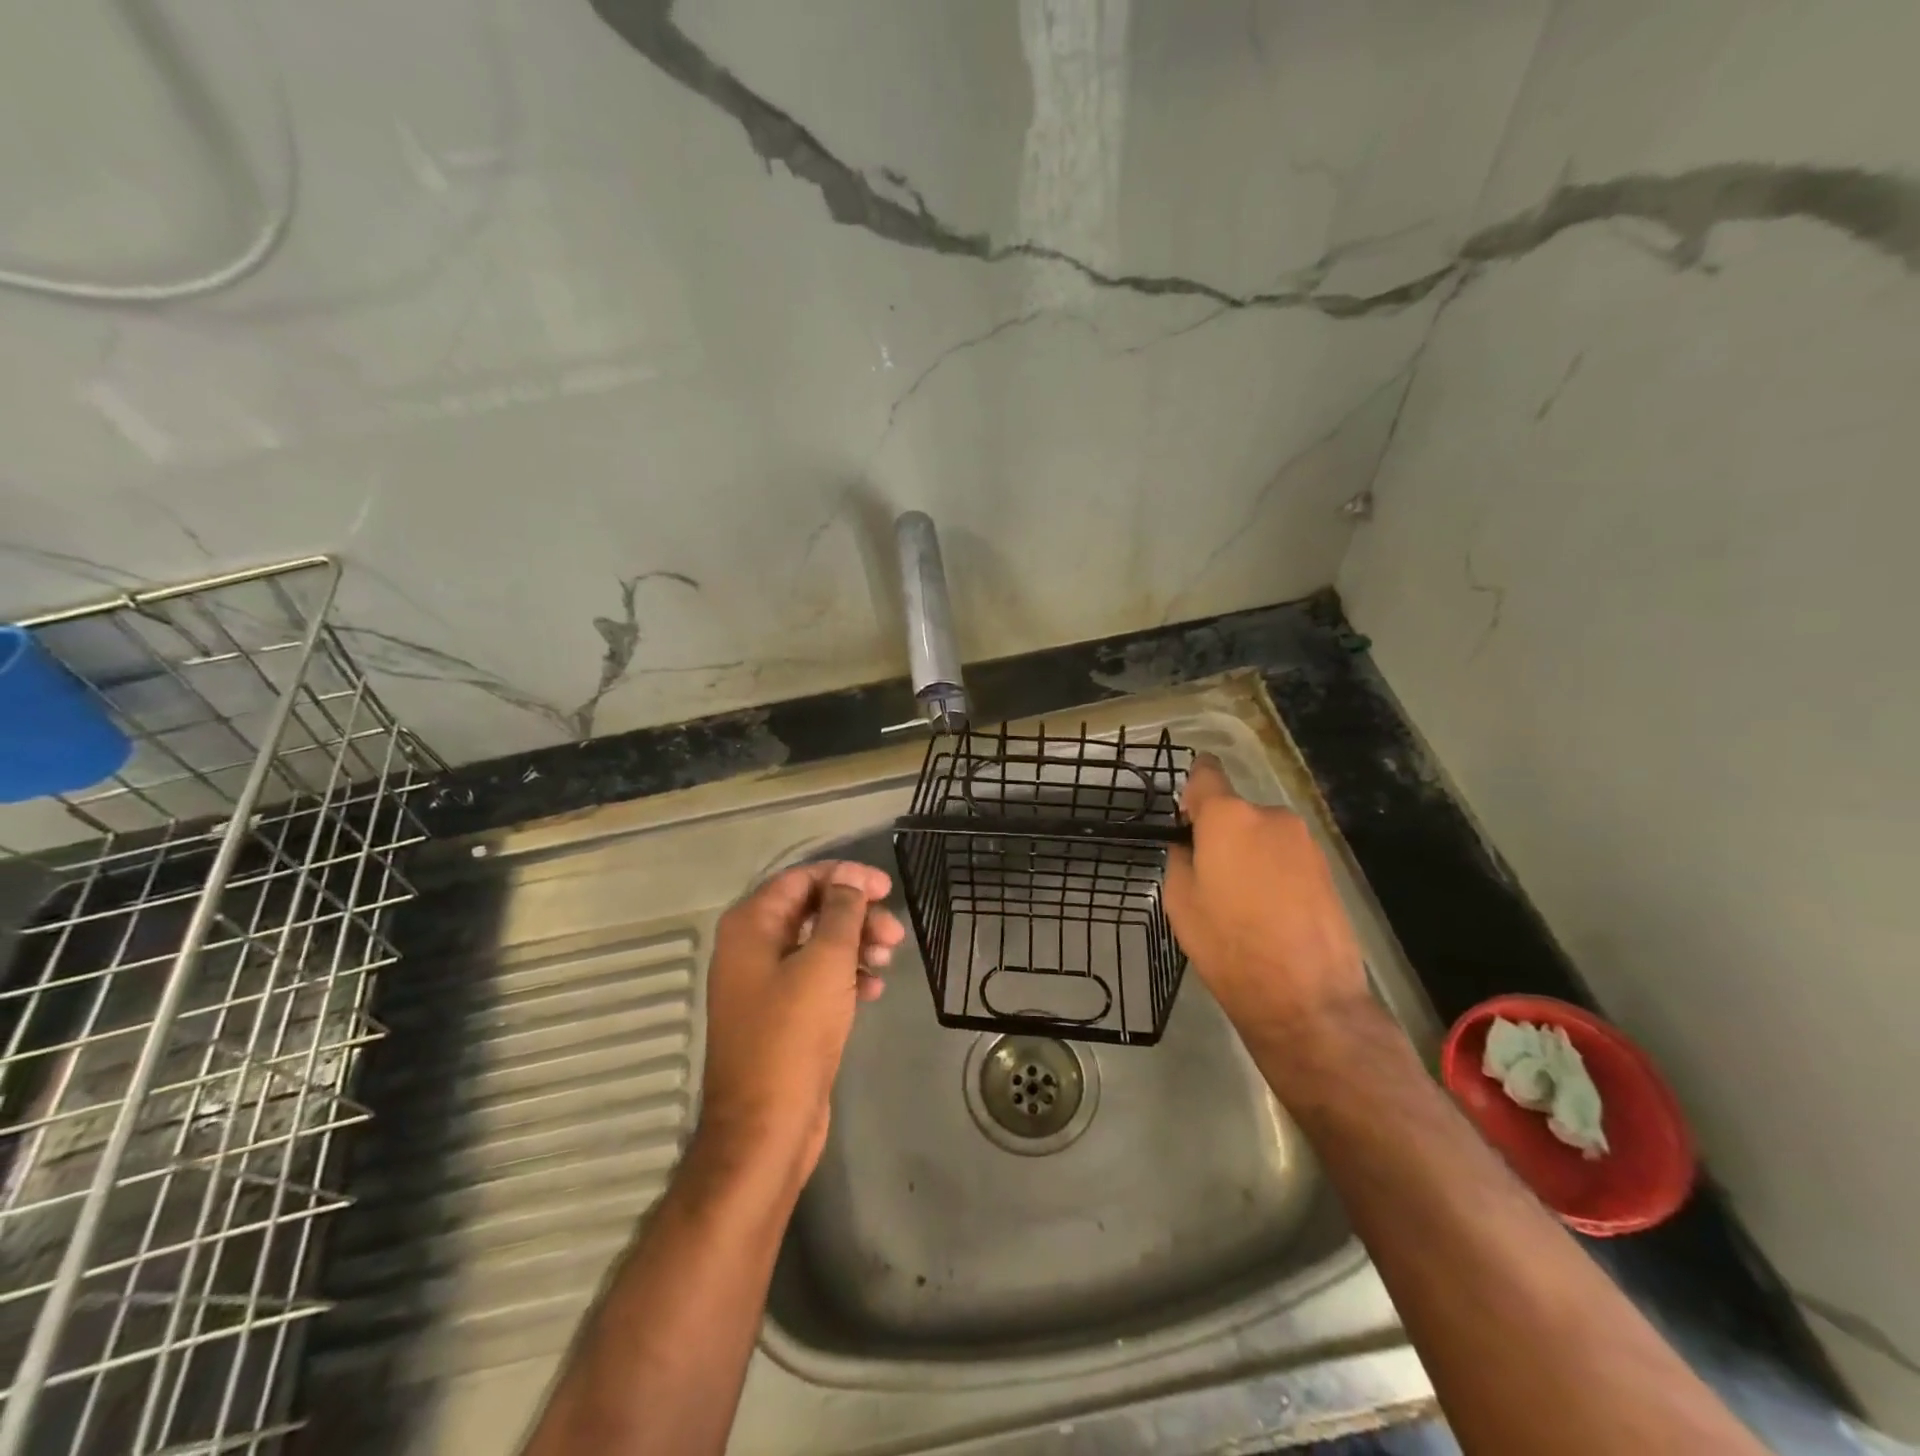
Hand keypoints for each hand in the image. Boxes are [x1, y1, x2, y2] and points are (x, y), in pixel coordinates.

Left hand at [696, 861, 904, 1188]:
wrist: (765, 1128)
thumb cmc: (792, 1035)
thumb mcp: (825, 963)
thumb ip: (842, 911)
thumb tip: (852, 875)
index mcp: (751, 926)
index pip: (801, 878)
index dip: (846, 878)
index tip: (886, 889)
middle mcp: (751, 948)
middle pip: (811, 910)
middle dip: (856, 915)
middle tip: (894, 934)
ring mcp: (764, 984)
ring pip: (818, 945)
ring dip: (856, 945)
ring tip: (887, 960)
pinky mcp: (781, 1015)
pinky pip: (817, 979)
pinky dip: (847, 976)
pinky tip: (874, 989)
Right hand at [1163, 756, 1370, 1036]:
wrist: (1306, 998)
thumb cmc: (1228, 945)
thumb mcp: (1180, 901)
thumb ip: (1181, 858)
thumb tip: (1190, 845)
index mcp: (1228, 817)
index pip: (1205, 774)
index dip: (1192, 790)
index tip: (1185, 819)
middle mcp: (1270, 816)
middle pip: (1235, 810)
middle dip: (1220, 834)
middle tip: (1209, 878)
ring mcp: (1304, 841)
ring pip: (1262, 835)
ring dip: (1249, 854)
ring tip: (1242, 903)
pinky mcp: (1327, 868)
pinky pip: (1286, 857)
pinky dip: (1274, 873)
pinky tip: (1270, 913)